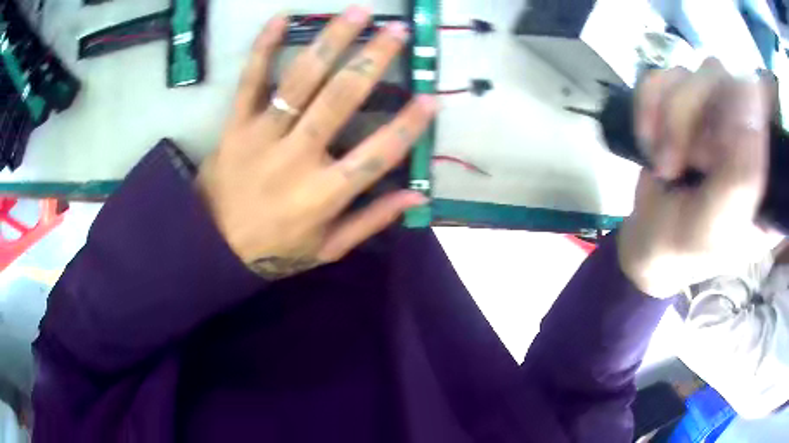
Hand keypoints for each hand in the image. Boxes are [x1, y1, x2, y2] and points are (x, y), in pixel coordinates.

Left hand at [196, 7, 436, 279]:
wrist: (211, 247)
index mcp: (323, 195)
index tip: (431, 97)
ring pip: (300, 80)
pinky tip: (281, 18)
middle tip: (398, 31)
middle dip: (373, 61)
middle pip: (340, 100)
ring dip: (332, 41)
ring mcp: (262, 136)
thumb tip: (416, 197)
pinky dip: (264, 47)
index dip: (408, 126)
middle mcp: (296, 158)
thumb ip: (371, 220)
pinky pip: (250, 80)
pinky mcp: (235, 125)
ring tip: (358, 12)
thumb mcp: (327, 248)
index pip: (377, 155)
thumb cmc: (274, 250)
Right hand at [619, 59, 779, 297]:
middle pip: (721, 78)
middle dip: (688, 116)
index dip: (740, 109)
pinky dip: (648, 104)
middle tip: (678, 164)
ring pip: (690, 73)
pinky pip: (663, 75)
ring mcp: (716, 114)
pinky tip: (648, 139)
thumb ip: (741, 173)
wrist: (649, 244)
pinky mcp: (688, 105)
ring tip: (662, 162)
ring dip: (667, 116)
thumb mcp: (719, 224)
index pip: (764, 105)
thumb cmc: (687, 247)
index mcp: (767, 168)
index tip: (717, 148)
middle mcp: (746, 131)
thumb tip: (751, 91)